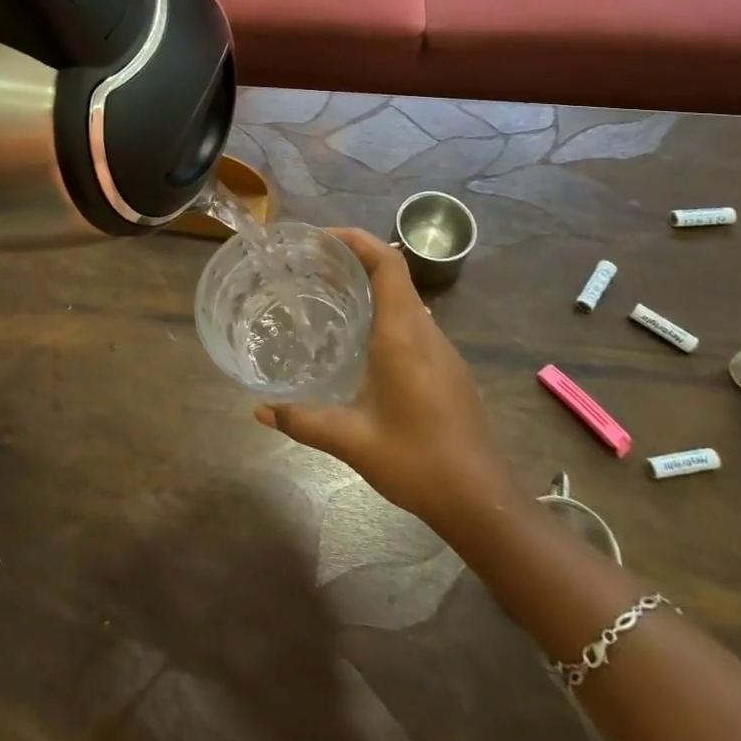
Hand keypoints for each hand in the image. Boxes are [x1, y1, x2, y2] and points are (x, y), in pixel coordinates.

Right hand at [255, 227, 518, 538]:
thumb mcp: (351, 440)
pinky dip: (381, 312)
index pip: (387, 264)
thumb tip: (259, 410)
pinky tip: (357, 341)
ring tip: (326, 295)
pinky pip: (412, 323)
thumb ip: (302, 420)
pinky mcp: (447, 370)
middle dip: (353, 259)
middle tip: (309, 266)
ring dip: (368, 286)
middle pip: (394, 274)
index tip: (319, 237)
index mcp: (404, 335)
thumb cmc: (417, 461)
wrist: (482, 503)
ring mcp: (442, 351)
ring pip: (404, 298)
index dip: (356, 240)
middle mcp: (426, 333)